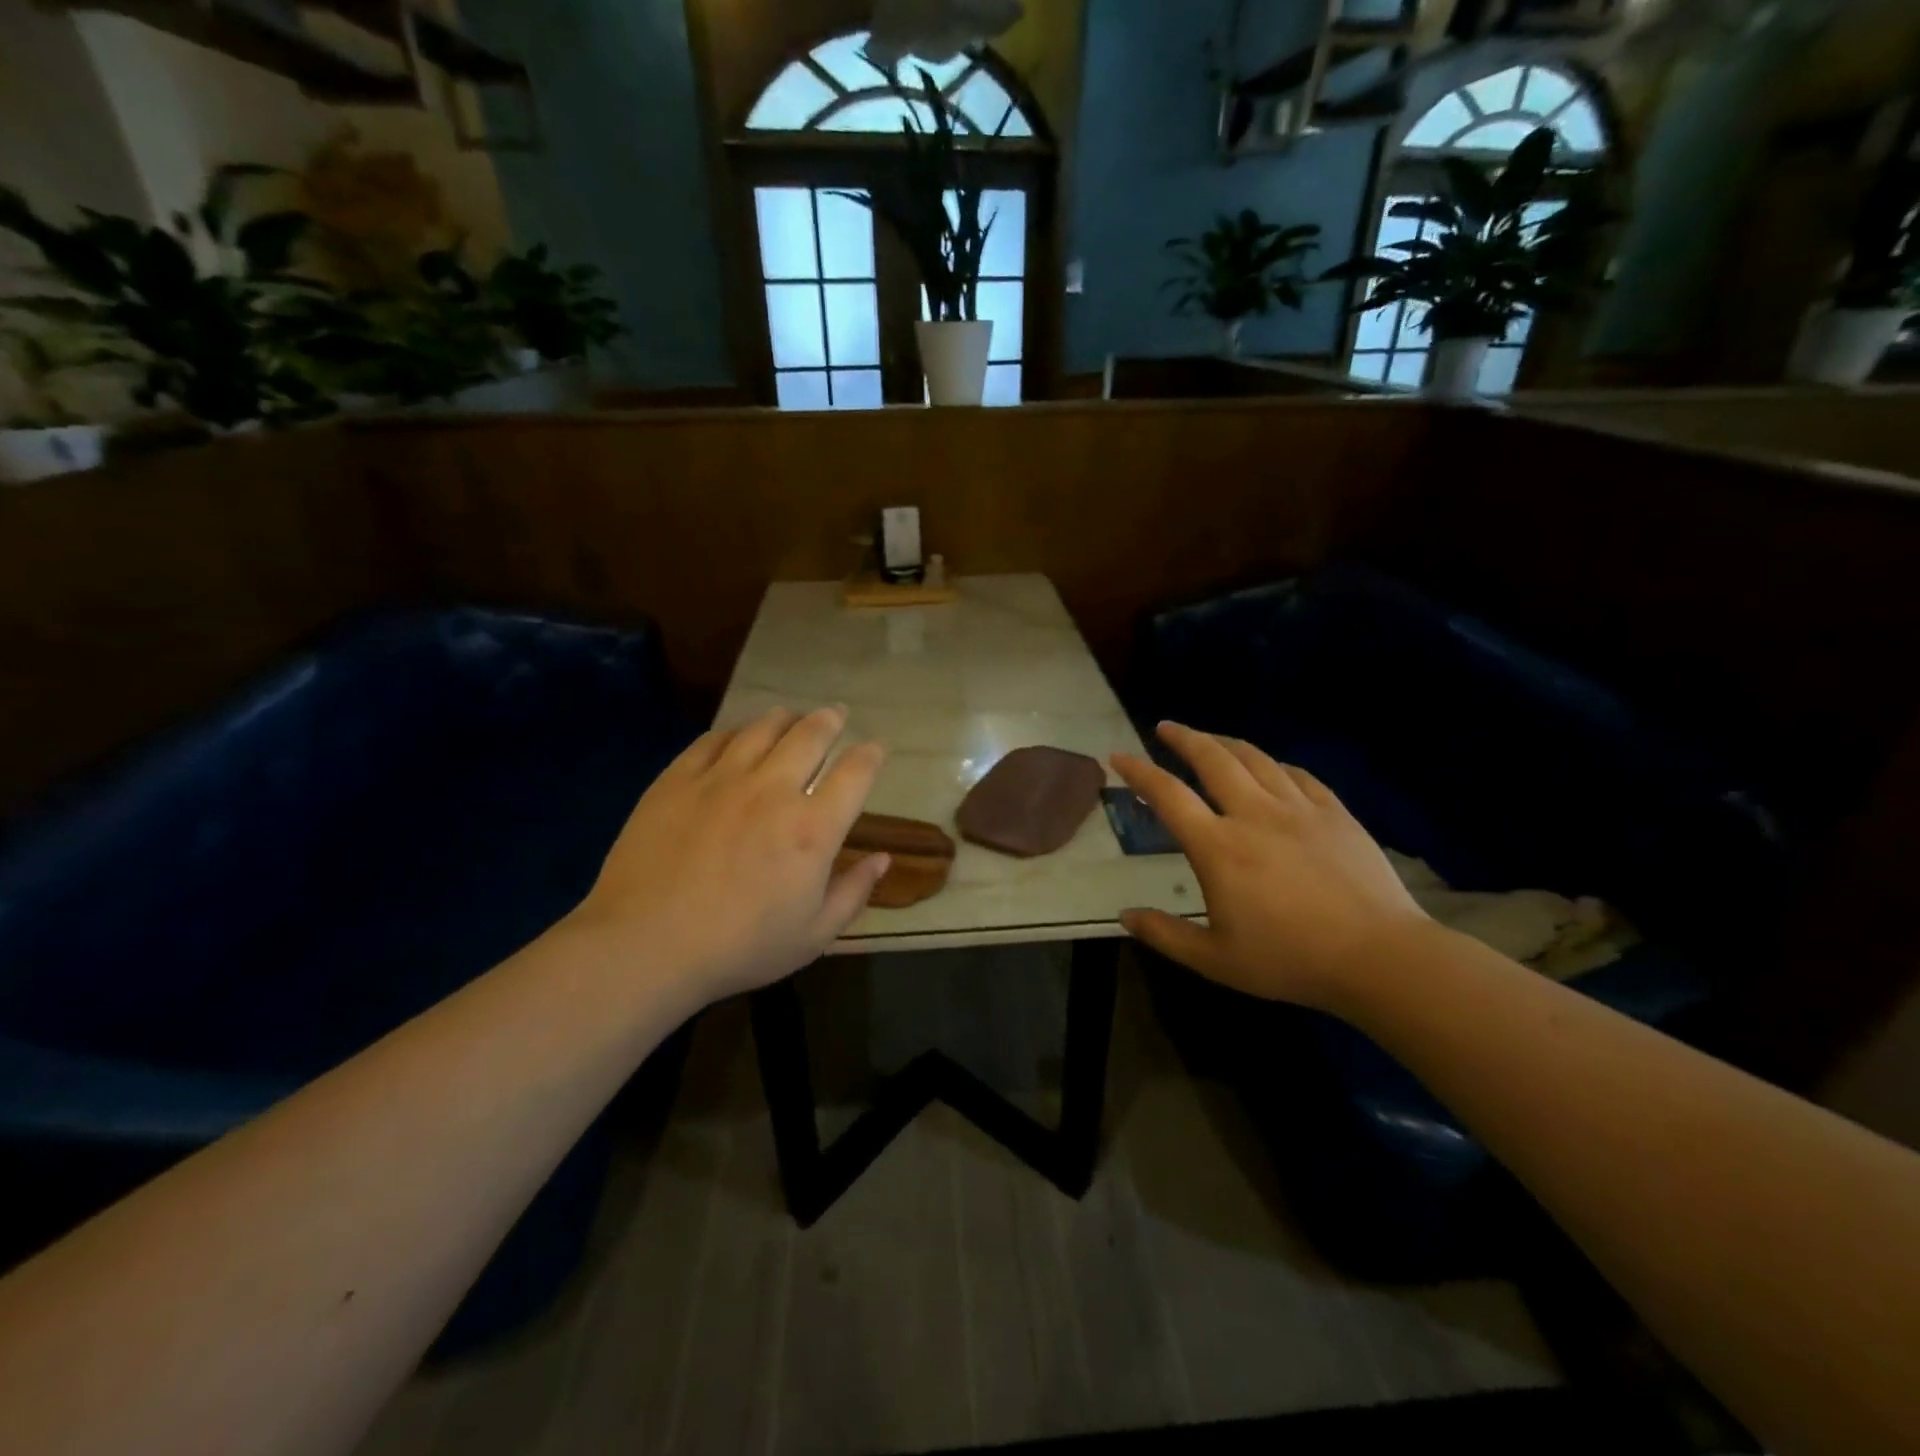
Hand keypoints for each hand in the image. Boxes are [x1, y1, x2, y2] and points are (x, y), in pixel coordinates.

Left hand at [570, 707, 889, 1003]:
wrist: (645, 945)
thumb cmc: (739, 948)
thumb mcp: (813, 936)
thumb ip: (854, 892)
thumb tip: (883, 859)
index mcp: (813, 828)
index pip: (855, 773)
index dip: (872, 754)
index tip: (877, 747)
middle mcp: (773, 790)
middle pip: (811, 735)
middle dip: (830, 720)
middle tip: (837, 714)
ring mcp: (722, 779)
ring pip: (762, 728)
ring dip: (786, 717)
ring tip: (792, 716)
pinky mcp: (678, 779)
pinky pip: (714, 739)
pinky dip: (735, 731)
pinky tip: (738, 735)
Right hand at [1113, 723, 1430, 1011]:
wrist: (1378, 957)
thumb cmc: (1290, 960)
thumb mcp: (1216, 960)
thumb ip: (1165, 935)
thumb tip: (1124, 916)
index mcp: (1218, 847)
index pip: (1168, 795)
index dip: (1139, 771)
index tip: (1118, 757)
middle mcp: (1253, 814)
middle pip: (1212, 759)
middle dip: (1183, 737)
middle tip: (1165, 727)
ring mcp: (1298, 809)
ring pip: (1255, 758)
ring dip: (1225, 742)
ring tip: (1210, 739)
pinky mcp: (1334, 813)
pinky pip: (1297, 775)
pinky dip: (1274, 764)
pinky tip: (1270, 767)